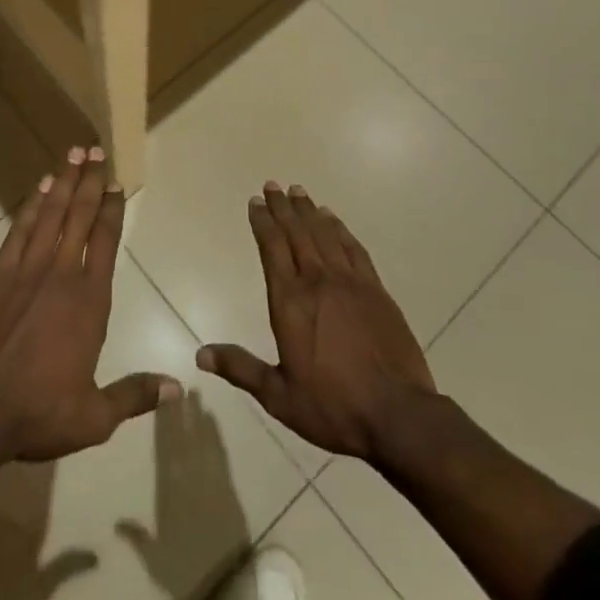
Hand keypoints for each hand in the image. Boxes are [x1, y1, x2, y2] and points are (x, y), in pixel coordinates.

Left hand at [0, 149, 180, 462]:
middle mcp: (60, 274)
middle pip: (79, 216)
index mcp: (89, 301)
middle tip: (95, 149)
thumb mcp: (95, 416)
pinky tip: (39, 189)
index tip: (116, 183)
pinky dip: (31, 206)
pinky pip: (18, 230)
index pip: (105, 241)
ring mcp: (25, 270)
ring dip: (63, 182)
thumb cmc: (38, 412)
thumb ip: (134, 394)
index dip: (112, 209)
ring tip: (72, 153)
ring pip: (50, 214)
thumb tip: (177, 388)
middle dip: (89, 180)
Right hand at [197, 182, 435, 461]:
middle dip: (282, 207)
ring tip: (298, 191)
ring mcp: (350, 282)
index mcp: (290, 302)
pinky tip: (333, 219)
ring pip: (324, 234)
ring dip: (308, 210)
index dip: (262, 222)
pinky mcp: (376, 289)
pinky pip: (353, 248)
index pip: (271, 248)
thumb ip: (241, 369)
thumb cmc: (333, 407)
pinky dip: (340, 229)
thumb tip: (200, 355)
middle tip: (272, 185)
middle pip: (296, 232)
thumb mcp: (279, 396)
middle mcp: (317, 281)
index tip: (255, 201)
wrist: (398, 415)